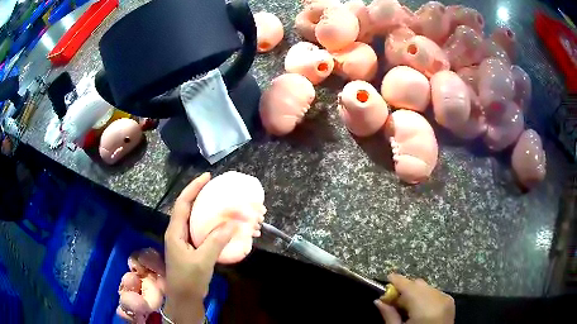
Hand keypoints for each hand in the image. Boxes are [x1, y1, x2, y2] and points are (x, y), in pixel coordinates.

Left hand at [164, 173, 237, 323]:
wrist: (184, 299)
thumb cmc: (189, 279)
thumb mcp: (202, 261)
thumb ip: (215, 242)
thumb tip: (232, 224)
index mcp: (175, 231)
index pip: (182, 203)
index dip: (193, 188)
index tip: (207, 177)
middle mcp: (178, 233)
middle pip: (188, 208)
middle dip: (201, 197)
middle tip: (217, 189)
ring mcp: (184, 241)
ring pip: (195, 220)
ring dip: (207, 212)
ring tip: (222, 205)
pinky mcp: (191, 249)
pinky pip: (201, 232)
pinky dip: (211, 227)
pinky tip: (222, 227)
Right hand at [374, 273, 454, 323]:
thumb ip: (389, 315)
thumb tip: (379, 301)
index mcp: (425, 308)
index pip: (409, 286)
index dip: (397, 280)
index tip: (387, 278)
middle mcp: (438, 298)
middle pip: (418, 284)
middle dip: (404, 288)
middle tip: (391, 300)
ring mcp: (446, 299)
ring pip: (426, 287)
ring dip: (414, 293)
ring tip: (404, 306)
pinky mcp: (449, 302)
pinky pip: (434, 292)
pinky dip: (424, 296)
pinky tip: (417, 308)